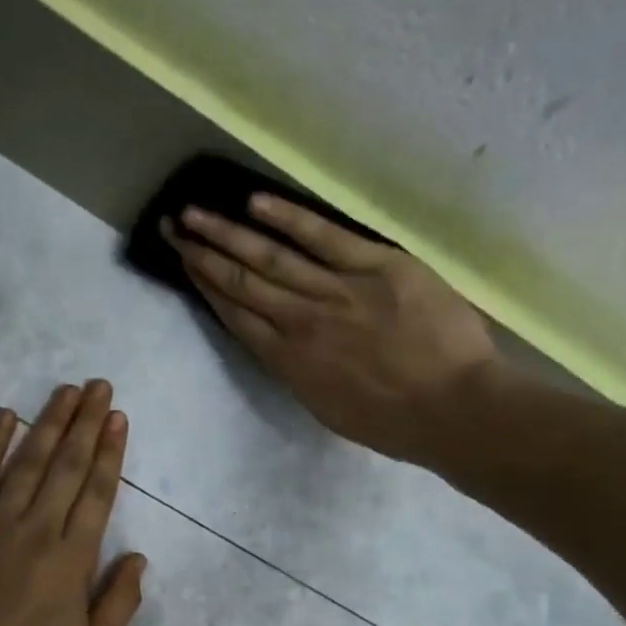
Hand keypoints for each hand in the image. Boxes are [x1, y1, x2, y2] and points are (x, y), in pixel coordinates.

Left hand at [0, 381, 147, 625]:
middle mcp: (36, 531)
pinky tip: (4, 416)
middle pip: (65, 466)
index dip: (109, 452)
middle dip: (85, 423)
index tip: (117, 418)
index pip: (96, 493)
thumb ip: (119, 604)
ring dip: (48, 422)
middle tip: (98, 386)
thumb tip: (139, 557)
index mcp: (72, 561)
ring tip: (65, 390)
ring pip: (26, 462)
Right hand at [164, 195, 499, 461]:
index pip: (236, 316)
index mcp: (288, 362)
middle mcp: (299, 321)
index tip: (184, 265)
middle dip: (202, 254)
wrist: (453, 408)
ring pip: (269, 256)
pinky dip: (286, 218)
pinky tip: (254, 203)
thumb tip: (278, 343)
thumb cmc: (393, 421)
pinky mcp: (374, 264)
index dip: (206, 287)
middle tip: (172, 227)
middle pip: (241, 281)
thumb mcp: (326, 408)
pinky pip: (321, 236)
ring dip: (227, 233)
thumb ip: (297, 372)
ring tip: (194, 213)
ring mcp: (335, 290)